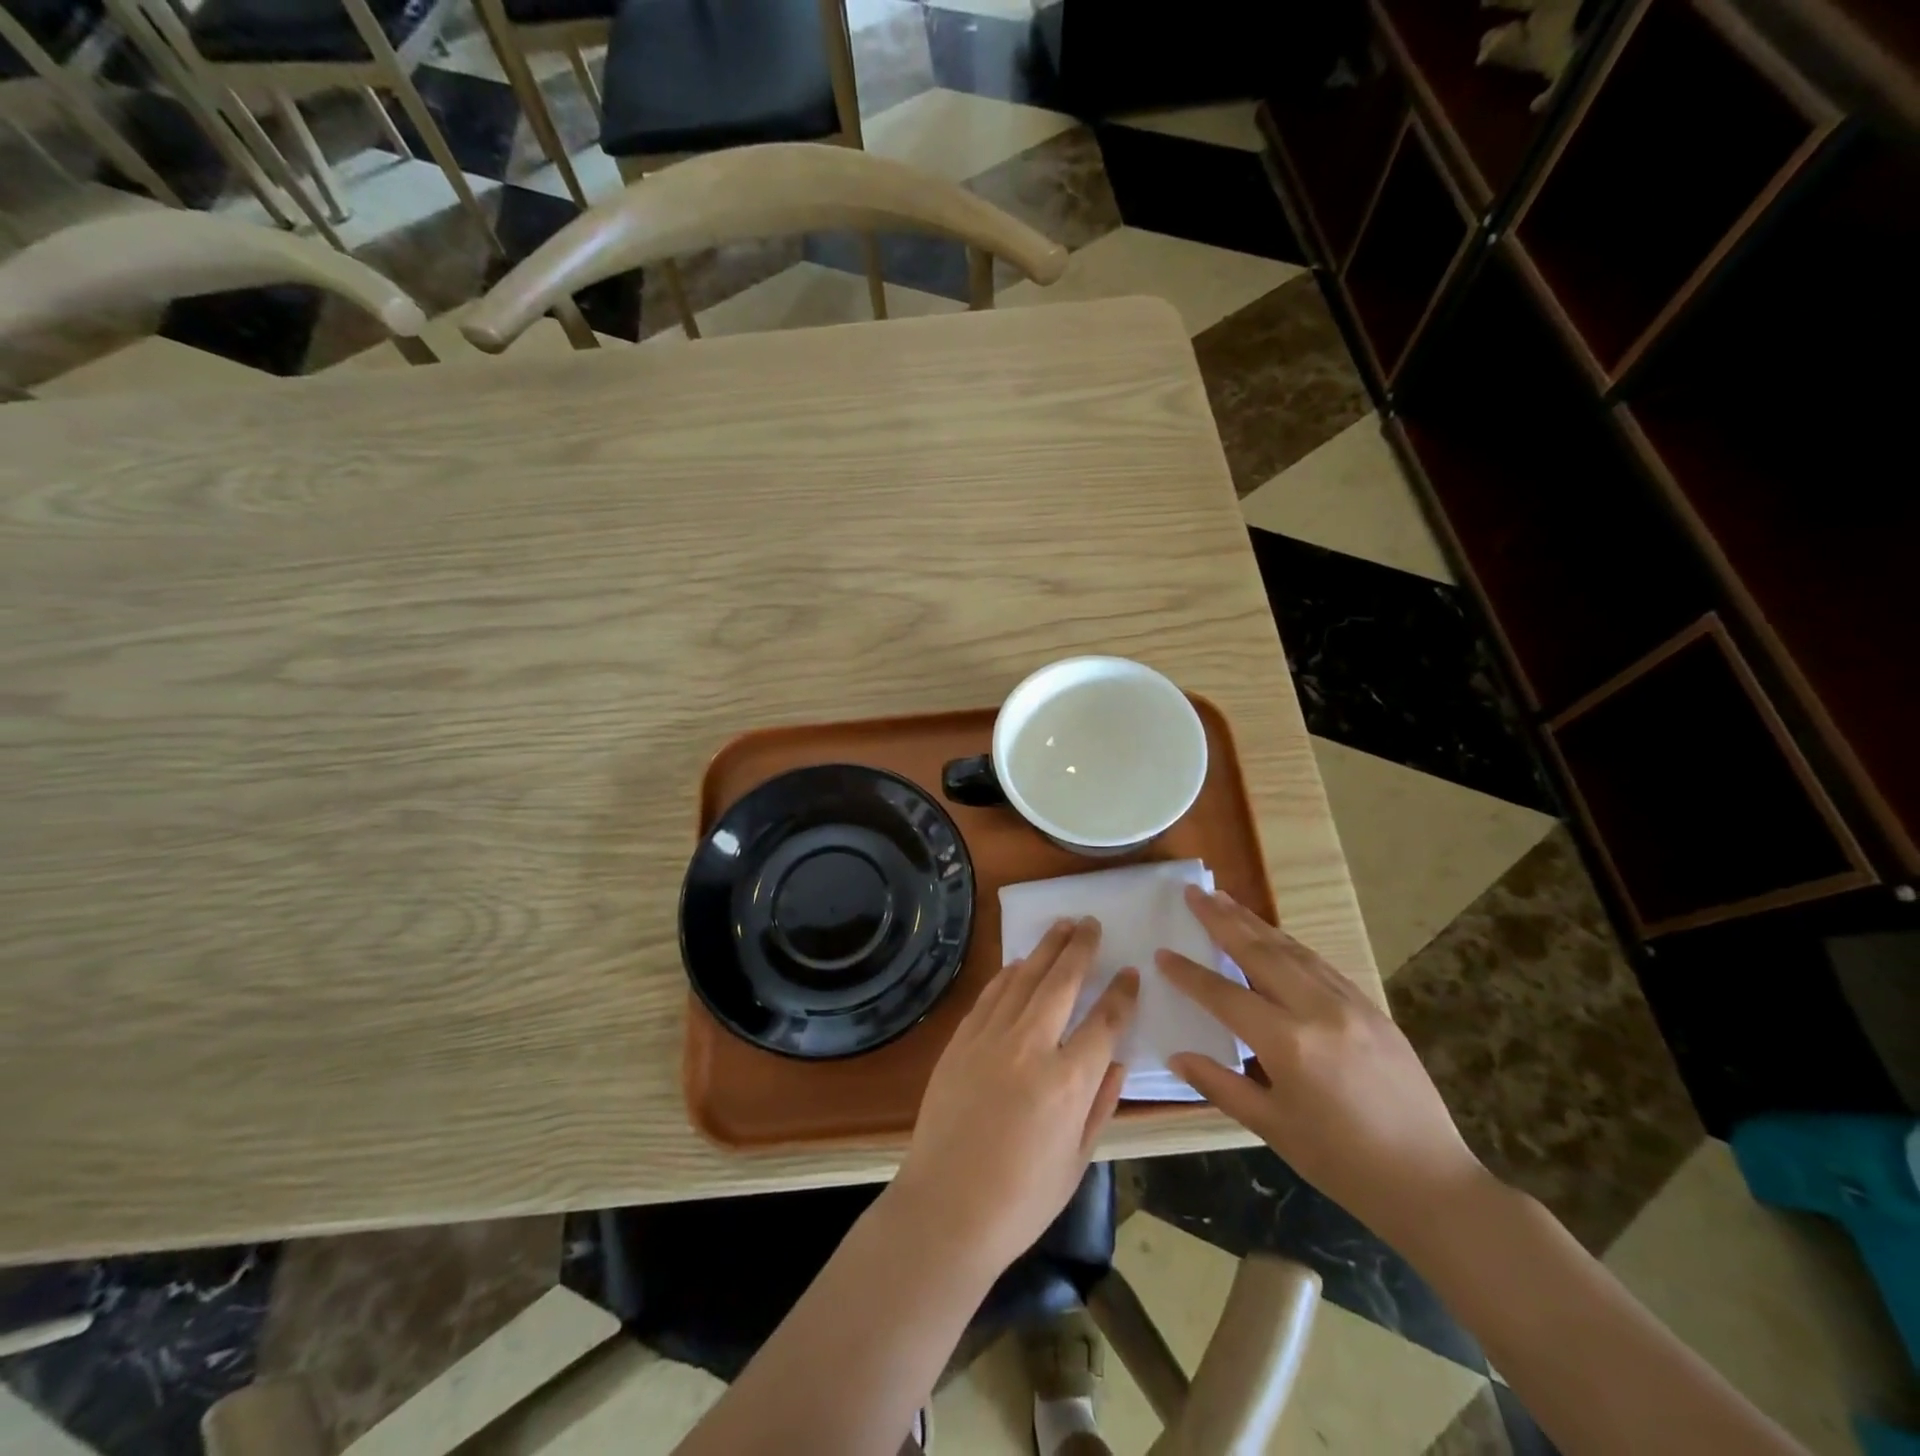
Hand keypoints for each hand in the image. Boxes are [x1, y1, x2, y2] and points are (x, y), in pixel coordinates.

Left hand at [894, 918, 1138, 1274]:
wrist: (945, 1208)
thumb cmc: (1021, 1199)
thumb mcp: (1078, 1161)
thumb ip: (1100, 1104)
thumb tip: (1117, 1060)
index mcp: (1067, 1081)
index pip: (1105, 1022)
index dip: (1121, 994)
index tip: (1131, 973)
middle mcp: (1030, 1047)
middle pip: (1061, 982)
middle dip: (1080, 948)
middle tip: (1092, 923)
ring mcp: (990, 1039)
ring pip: (1023, 978)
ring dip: (1045, 949)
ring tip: (1062, 926)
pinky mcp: (960, 1041)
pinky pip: (990, 996)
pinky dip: (1008, 975)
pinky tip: (1018, 963)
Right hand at [1159, 886, 1487, 1247]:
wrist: (1432, 1183)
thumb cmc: (1342, 1164)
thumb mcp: (1273, 1128)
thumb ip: (1221, 1085)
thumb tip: (1177, 1055)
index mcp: (1288, 1043)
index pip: (1225, 995)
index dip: (1190, 974)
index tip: (1162, 952)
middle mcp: (1317, 1010)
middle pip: (1259, 952)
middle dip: (1222, 920)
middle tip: (1193, 893)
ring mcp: (1350, 1004)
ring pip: (1292, 950)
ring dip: (1255, 922)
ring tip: (1225, 899)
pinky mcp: (1372, 1007)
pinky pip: (1320, 964)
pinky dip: (1289, 944)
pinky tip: (1273, 936)